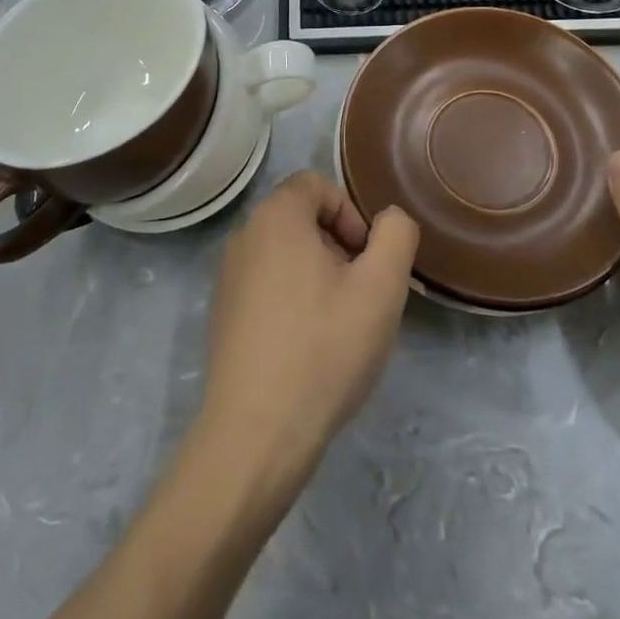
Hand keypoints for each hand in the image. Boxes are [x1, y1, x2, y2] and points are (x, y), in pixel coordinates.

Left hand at [200, 172, 418, 474]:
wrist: (256, 433)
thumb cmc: (323, 349)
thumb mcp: (381, 287)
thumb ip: (396, 235)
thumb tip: (388, 219)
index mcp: (276, 216)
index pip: (318, 185)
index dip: (351, 216)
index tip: (366, 263)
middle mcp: (244, 235)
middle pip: (302, 219)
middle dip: (338, 248)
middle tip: (358, 296)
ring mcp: (228, 276)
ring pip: (286, 254)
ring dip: (318, 276)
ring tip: (336, 326)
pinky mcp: (223, 314)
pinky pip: (266, 285)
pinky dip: (292, 301)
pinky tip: (307, 348)